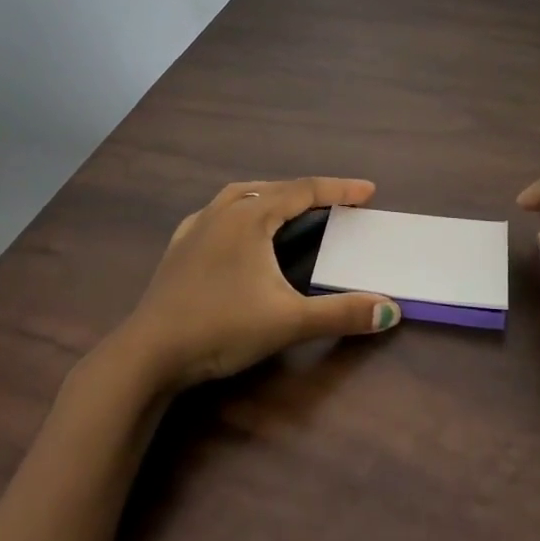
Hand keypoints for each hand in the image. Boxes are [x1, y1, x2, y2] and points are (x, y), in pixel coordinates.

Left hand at [114, 177, 400, 390]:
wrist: (149, 352)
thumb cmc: (221, 327)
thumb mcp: (288, 321)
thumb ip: (341, 314)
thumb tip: (390, 311)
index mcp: (251, 216)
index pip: (304, 191)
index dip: (339, 189)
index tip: (368, 190)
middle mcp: (223, 211)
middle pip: (274, 188)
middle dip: (309, 192)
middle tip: (338, 201)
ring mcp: (196, 226)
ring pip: (241, 195)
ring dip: (272, 196)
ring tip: (291, 206)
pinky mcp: (179, 247)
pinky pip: (217, 213)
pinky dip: (239, 211)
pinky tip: (237, 229)